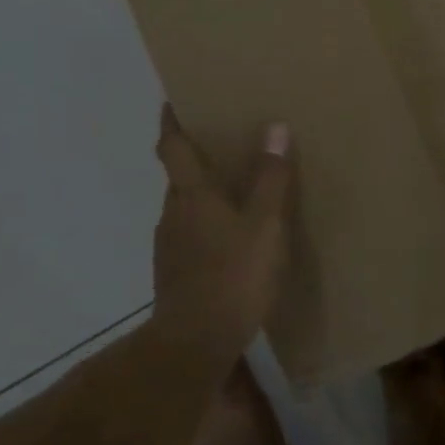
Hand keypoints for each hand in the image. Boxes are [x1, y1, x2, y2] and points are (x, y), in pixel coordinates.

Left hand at [151, 106, 294, 355]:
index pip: (171, 146)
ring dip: (203, 194)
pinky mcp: (174, 273)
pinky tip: (232, 237)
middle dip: (196, 157)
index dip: (171, 121)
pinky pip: (190, 234)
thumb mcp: (265, 224)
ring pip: (185, 207)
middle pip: (179, 175)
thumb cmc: (232, 275)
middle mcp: (172, 213)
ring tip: (235, 189)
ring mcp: (169, 245)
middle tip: (225, 142)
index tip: (173, 100)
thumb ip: (270, 178)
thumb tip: (275, 127)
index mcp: (190, 194)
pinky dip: (207, 224)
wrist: (195, 344)